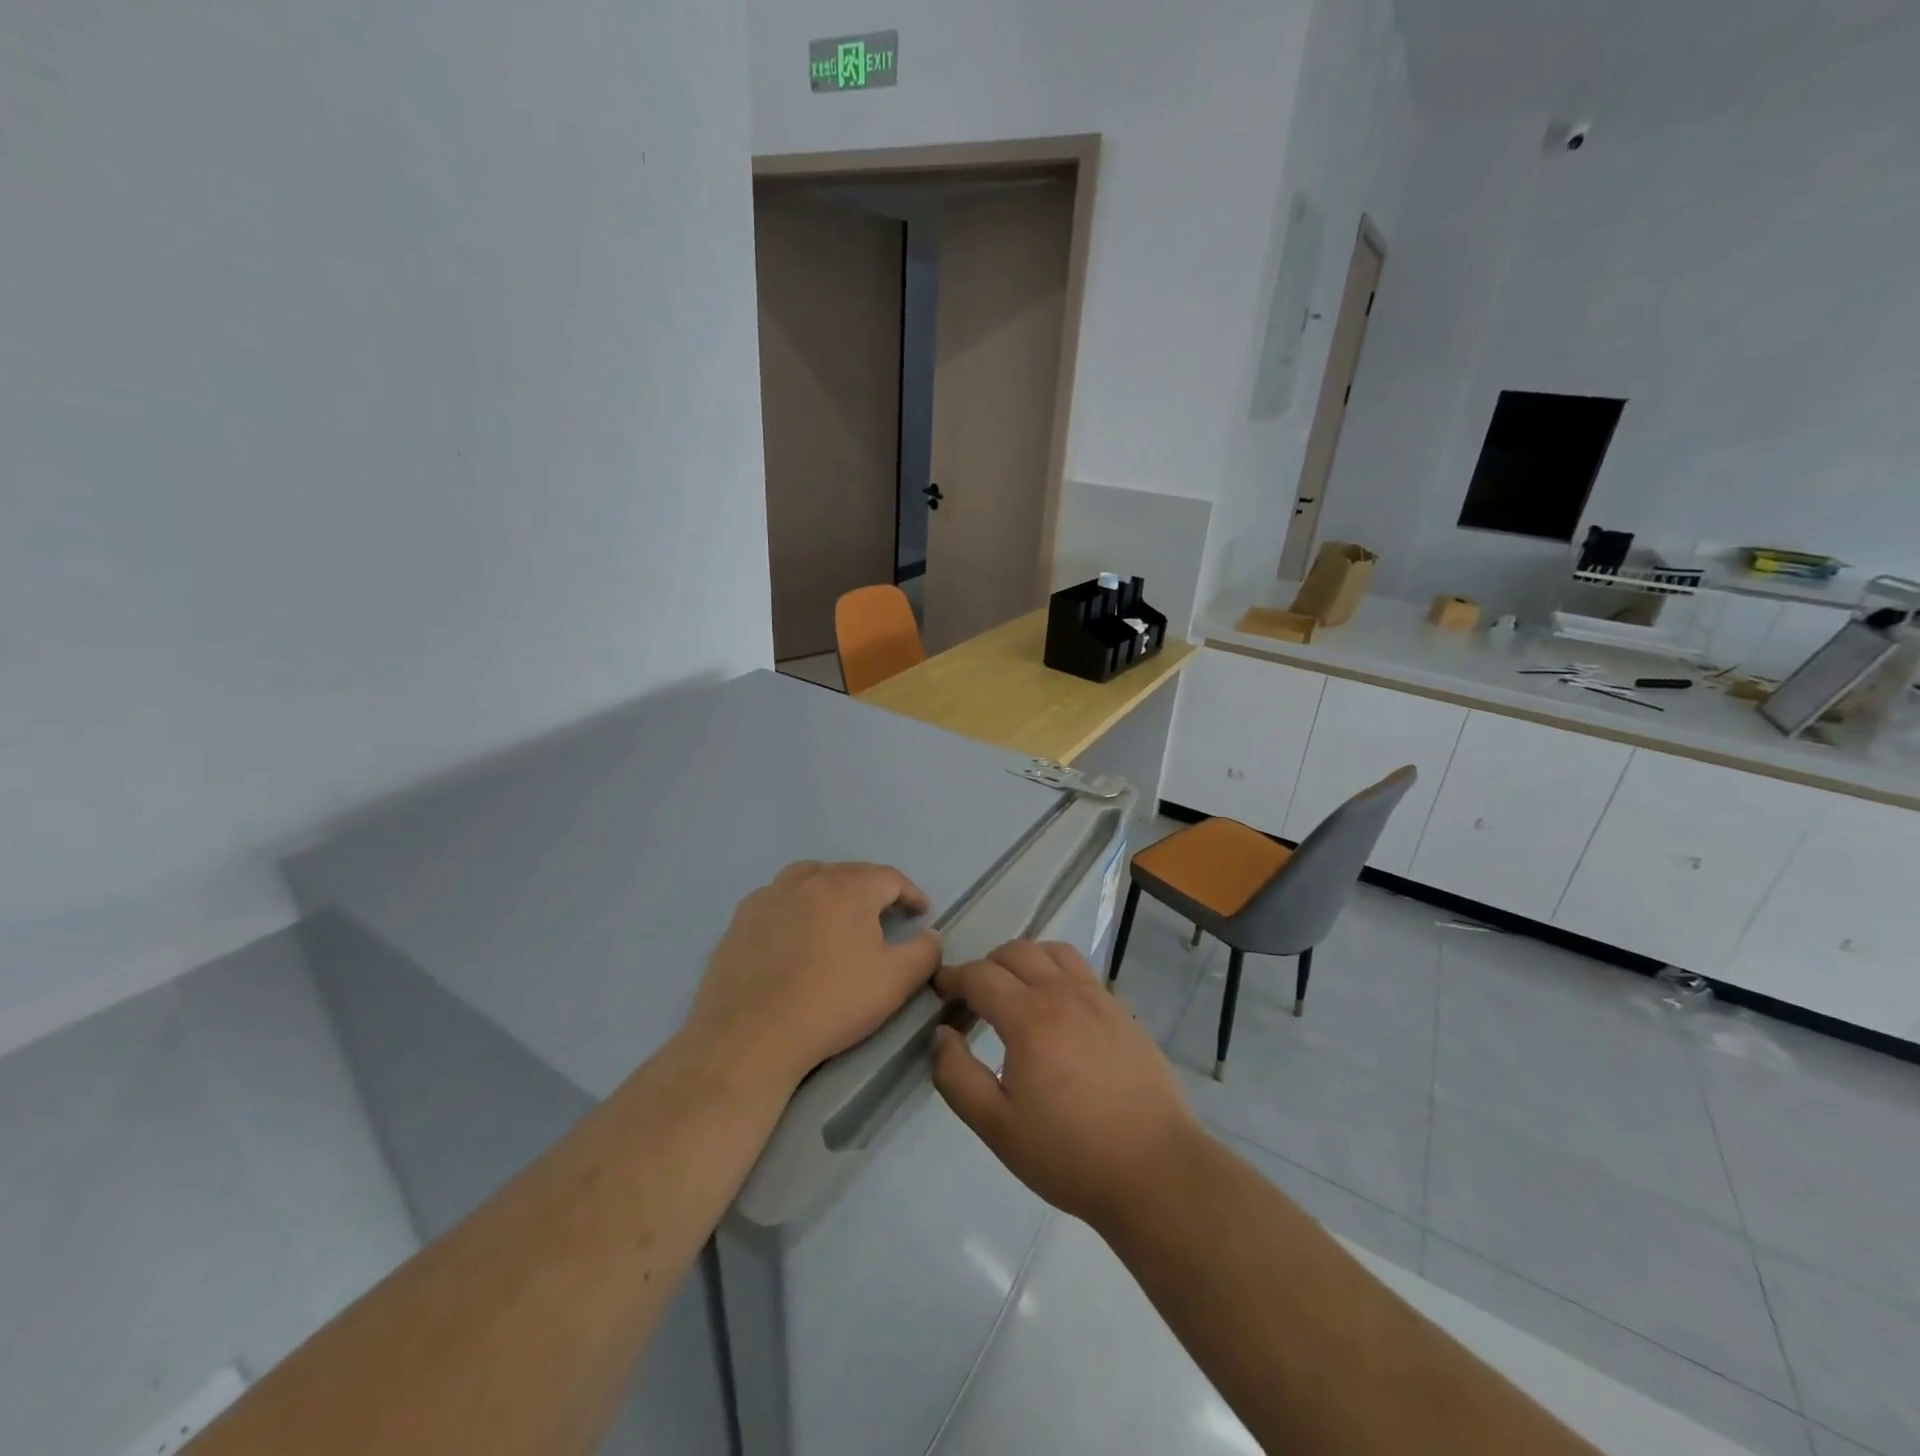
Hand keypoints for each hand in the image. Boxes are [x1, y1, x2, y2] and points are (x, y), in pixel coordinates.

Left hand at [684, 861, 941, 1089]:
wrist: (751, 1035)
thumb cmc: (833, 1002)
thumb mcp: (896, 981)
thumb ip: (924, 952)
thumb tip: (930, 935)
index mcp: (848, 887)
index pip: (890, 877)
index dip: (910, 894)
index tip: (920, 913)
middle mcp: (807, 879)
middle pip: (848, 874)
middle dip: (871, 891)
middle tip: (883, 916)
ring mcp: (768, 896)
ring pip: (808, 880)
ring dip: (830, 892)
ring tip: (837, 918)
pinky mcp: (740, 920)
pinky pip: (777, 902)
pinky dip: (794, 909)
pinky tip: (794, 937)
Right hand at [931, 940, 1200, 1228]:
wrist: (1154, 1169)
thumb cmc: (1068, 1152)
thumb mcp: (997, 1126)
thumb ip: (957, 1076)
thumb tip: (942, 1034)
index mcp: (1029, 1017)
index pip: (981, 975)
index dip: (954, 977)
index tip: (940, 990)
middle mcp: (1063, 993)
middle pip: (1016, 952)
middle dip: (987, 965)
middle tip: (973, 995)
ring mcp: (1098, 998)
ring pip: (1053, 952)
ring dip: (1025, 959)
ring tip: (1015, 990)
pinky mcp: (1121, 1011)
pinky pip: (1082, 970)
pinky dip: (1057, 972)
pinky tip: (1057, 1008)